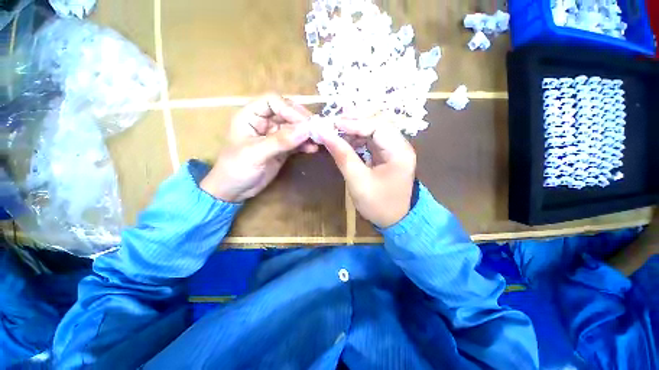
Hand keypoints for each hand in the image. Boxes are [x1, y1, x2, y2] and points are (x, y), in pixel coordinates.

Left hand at [200, 95, 316, 201]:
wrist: (234, 190)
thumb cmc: (236, 169)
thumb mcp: (255, 154)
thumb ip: (280, 141)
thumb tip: (306, 129)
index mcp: (251, 116)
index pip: (273, 101)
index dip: (290, 109)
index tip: (306, 123)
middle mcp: (264, 122)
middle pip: (287, 112)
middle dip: (302, 120)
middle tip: (317, 130)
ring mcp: (274, 136)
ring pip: (294, 127)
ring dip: (306, 133)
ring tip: (318, 140)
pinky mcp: (282, 149)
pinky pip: (296, 142)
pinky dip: (305, 144)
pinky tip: (313, 149)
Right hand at [318, 114, 415, 227]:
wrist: (396, 221)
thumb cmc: (378, 204)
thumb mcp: (358, 181)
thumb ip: (343, 156)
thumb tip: (325, 134)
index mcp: (399, 152)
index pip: (377, 126)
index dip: (354, 123)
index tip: (333, 125)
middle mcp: (400, 146)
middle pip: (377, 123)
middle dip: (355, 121)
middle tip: (334, 123)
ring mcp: (395, 150)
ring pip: (374, 130)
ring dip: (355, 128)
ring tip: (336, 130)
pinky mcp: (388, 155)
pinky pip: (372, 140)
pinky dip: (358, 138)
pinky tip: (346, 140)